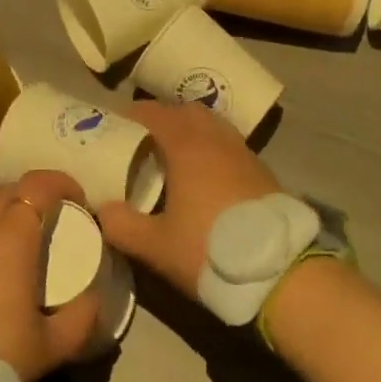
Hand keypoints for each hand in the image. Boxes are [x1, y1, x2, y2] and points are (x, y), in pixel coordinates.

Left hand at [0, 170, 100, 381]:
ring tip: (18, 261)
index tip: (78, 201)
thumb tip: (93, 300)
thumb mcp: (50, 347)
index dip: (61, 183)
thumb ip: (80, 319)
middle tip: (51, 224)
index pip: (37, 184)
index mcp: (10, 237)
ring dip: (3, 227)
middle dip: (32, 197)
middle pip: (6, 193)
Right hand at [96, 102, 280, 299]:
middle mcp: (215, 138)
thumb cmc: (210, 249)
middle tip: (143, 137)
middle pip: (185, 111)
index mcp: (186, 146)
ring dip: (190, 129)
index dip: (133, 114)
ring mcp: (242, 151)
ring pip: (211, 125)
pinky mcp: (260, 169)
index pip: (154, 114)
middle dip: (163, 117)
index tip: (115, 123)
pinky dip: (211, 146)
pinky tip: (205, 173)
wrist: (278, 270)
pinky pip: (228, 143)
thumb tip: (101, 209)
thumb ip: (122, 226)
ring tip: (174, 152)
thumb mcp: (156, 246)